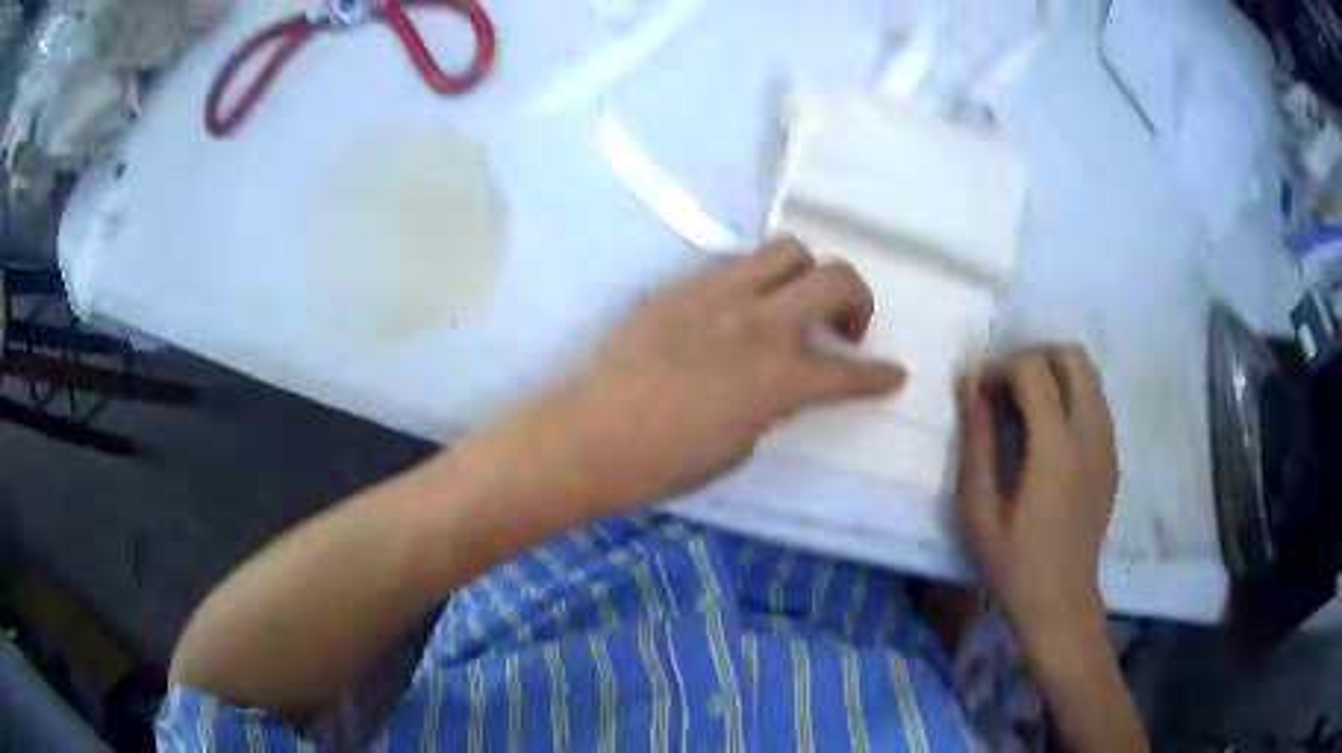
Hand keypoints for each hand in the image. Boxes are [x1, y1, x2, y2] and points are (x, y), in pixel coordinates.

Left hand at [515, 238, 905, 513]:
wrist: (587, 435)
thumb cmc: (662, 464)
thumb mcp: (739, 447)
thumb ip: (772, 404)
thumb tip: (779, 383)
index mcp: (778, 378)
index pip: (849, 372)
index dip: (879, 377)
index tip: (895, 375)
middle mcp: (758, 323)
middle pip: (835, 276)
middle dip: (857, 299)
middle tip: (844, 329)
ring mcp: (718, 295)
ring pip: (787, 250)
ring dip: (807, 275)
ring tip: (793, 305)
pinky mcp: (682, 286)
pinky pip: (737, 263)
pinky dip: (758, 279)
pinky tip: (742, 309)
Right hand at [956, 346, 1118, 648]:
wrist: (1061, 601)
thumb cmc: (1014, 562)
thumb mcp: (980, 509)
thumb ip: (976, 441)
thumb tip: (968, 385)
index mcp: (1056, 448)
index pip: (1034, 369)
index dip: (1001, 370)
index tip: (981, 397)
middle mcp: (1090, 433)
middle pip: (1072, 356)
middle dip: (1035, 360)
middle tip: (1008, 394)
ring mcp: (1107, 443)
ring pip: (1089, 375)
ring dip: (1055, 377)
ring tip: (1028, 413)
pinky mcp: (1112, 457)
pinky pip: (1095, 403)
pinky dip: (1071, 399)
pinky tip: (1050, 438)